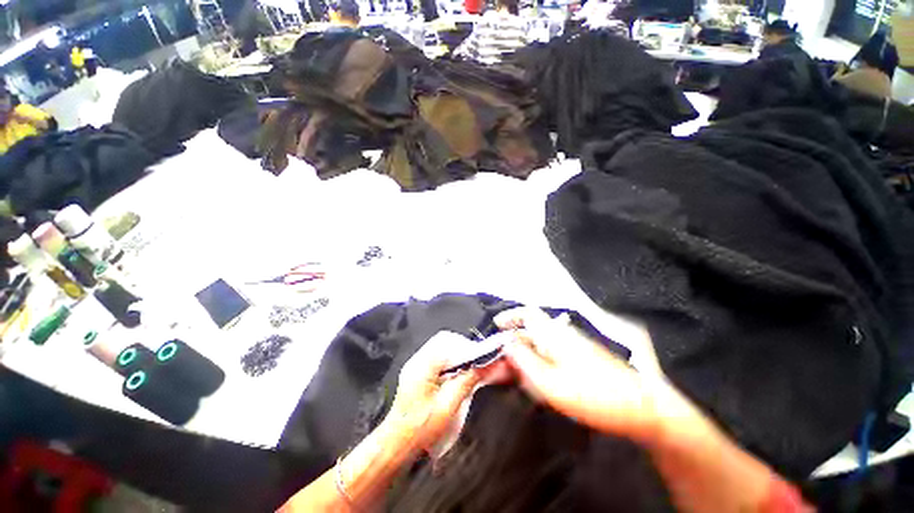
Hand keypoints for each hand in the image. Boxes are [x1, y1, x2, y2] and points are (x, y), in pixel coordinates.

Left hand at [381, 331, 495, 453]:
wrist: (398, 444)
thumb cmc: (422, 429)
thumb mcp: (449, 406)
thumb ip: (468, 381)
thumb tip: (487, 364)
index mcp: (423, 366)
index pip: (448, 342)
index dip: (468, 347)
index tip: (482, 356)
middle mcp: (417, 360)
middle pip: (444, 340)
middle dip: (463, 347)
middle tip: (476, 360)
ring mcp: (416, 364)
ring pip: (441, 346)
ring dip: (457, 353)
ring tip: (469, 367)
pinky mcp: (418, 370)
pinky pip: (437, 355)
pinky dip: (450, 360)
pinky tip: (457, 373)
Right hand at [495, 308, 673, 441]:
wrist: (641, 408)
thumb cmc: (592, 395)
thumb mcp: (550, 382)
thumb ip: (524, 361)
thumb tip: (506, 343)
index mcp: (554, 334)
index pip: (527, 313)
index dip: (510, 316)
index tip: (496, 325)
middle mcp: (563, 334)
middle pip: (531, 331)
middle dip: (514, 345)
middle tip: (501, 364)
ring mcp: (574, 345)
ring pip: (541, 344)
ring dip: (525, 355)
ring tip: (516, 375)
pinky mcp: (581, 357)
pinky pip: (552, 353)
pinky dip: (539, 362)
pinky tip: (539, 380)